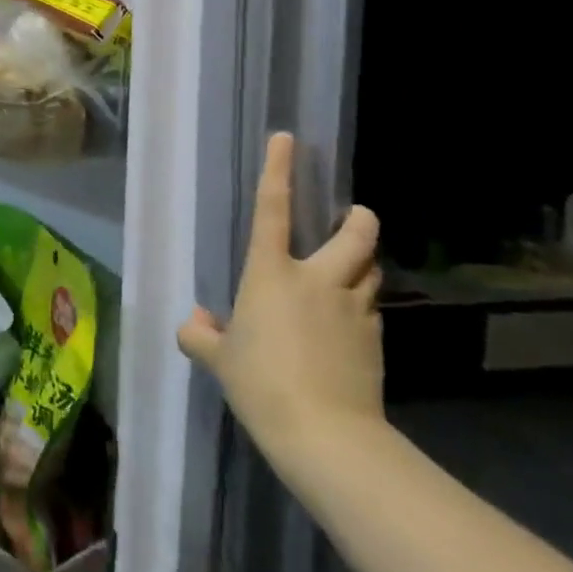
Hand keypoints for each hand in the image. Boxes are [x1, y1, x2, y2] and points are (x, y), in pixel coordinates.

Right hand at [177, 132, 385, 464]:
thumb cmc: (260, 382)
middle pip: (354, 235)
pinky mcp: (375, 339)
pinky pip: (371, 311)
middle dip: (358, 220)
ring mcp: (353, 309)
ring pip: (371, 270)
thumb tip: (197, 323)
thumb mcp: (218, 359)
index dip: (278, 170)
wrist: (324, 432)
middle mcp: (317, 280)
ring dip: (363, 265)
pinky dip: (363, 308)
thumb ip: (200, 335)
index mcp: (271, 274)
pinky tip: (349, 328)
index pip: (272, 209)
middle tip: (355, 217)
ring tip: (352, 272)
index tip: (287, 139)